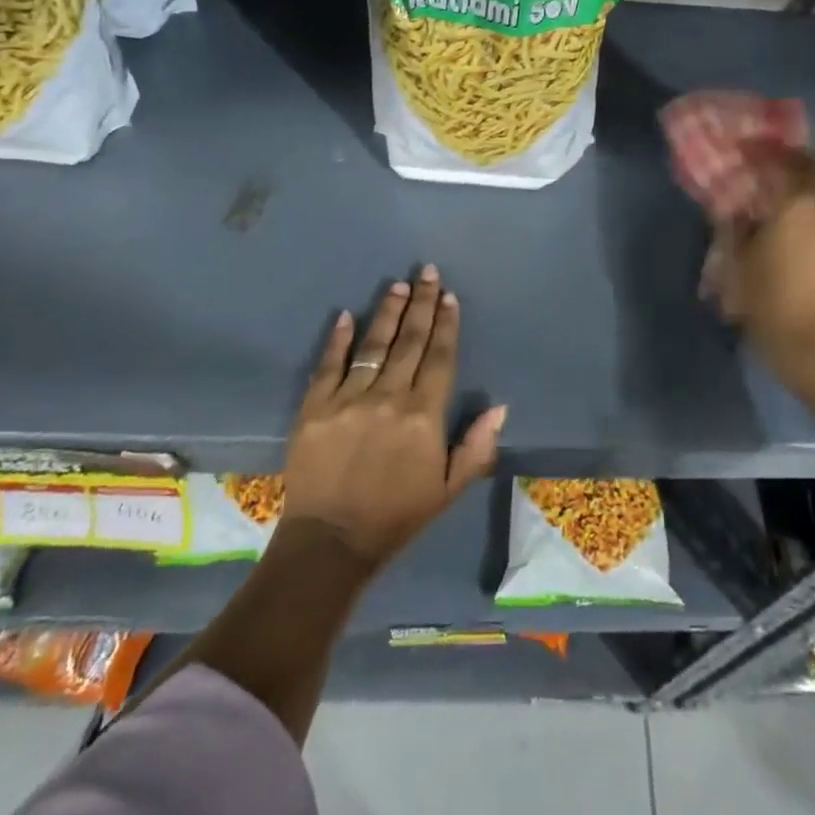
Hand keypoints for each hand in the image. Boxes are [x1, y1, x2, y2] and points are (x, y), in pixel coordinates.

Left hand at [280, 265, 505, 568]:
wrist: (331, 542)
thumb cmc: (397, 515)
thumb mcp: (450, 488)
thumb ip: (477, 445)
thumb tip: (500, 406)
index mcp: (424, 415)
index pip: (440, 358)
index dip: (447, 324)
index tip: (449, 297)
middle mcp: (388, 397)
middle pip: (410, 341)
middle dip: (422, 304)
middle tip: (427, 272)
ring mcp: (348, 398)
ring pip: (373, 345)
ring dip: (388, 313)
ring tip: (398, 286)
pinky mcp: (314, 407)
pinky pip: (329, 365)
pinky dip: (339, 339)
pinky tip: (347, 315)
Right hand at [705, 147, 814, 394]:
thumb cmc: (769, 302)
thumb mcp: (737, 265)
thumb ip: (735, 228)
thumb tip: (735, 208)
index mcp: (798, 204)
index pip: (785, 161)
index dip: (767, 152)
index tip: (750, 149)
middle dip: (801, 166)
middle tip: (781, 172)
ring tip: (802, 205)